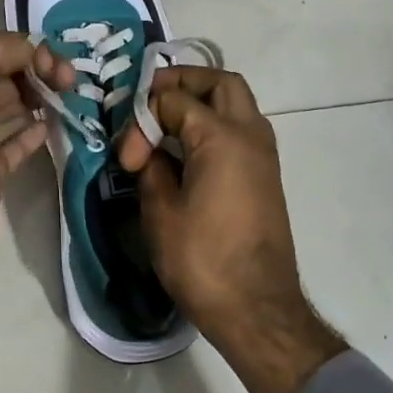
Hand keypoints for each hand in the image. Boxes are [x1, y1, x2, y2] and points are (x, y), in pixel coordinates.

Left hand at [0, 31, 71, 354]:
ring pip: (12, 108)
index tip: (59, 69)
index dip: (29, 50)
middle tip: (71, 84)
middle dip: (38, 71)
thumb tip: (27, 50)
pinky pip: (15, 144)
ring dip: (40, 98)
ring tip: (71, 99)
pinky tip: (52, 128)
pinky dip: (33, 132)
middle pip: (4, 76)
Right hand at [115, 67, 345, 392]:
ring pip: (236, 103)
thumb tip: (148, 151)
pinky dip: (214, 124)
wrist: (257, 309)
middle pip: (220, 83)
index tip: (127, 157)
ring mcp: (264, 155)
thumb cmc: (203, 260)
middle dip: (183, 83)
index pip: (175, 99)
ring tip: (165, 124)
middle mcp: (250, 135)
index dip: (143, 120)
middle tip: (151, 101)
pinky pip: (241, 129)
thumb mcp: (160, 211)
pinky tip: (186, 150)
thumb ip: (151, 167)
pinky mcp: (265, 175)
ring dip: (202, 102)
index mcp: (222, 137)